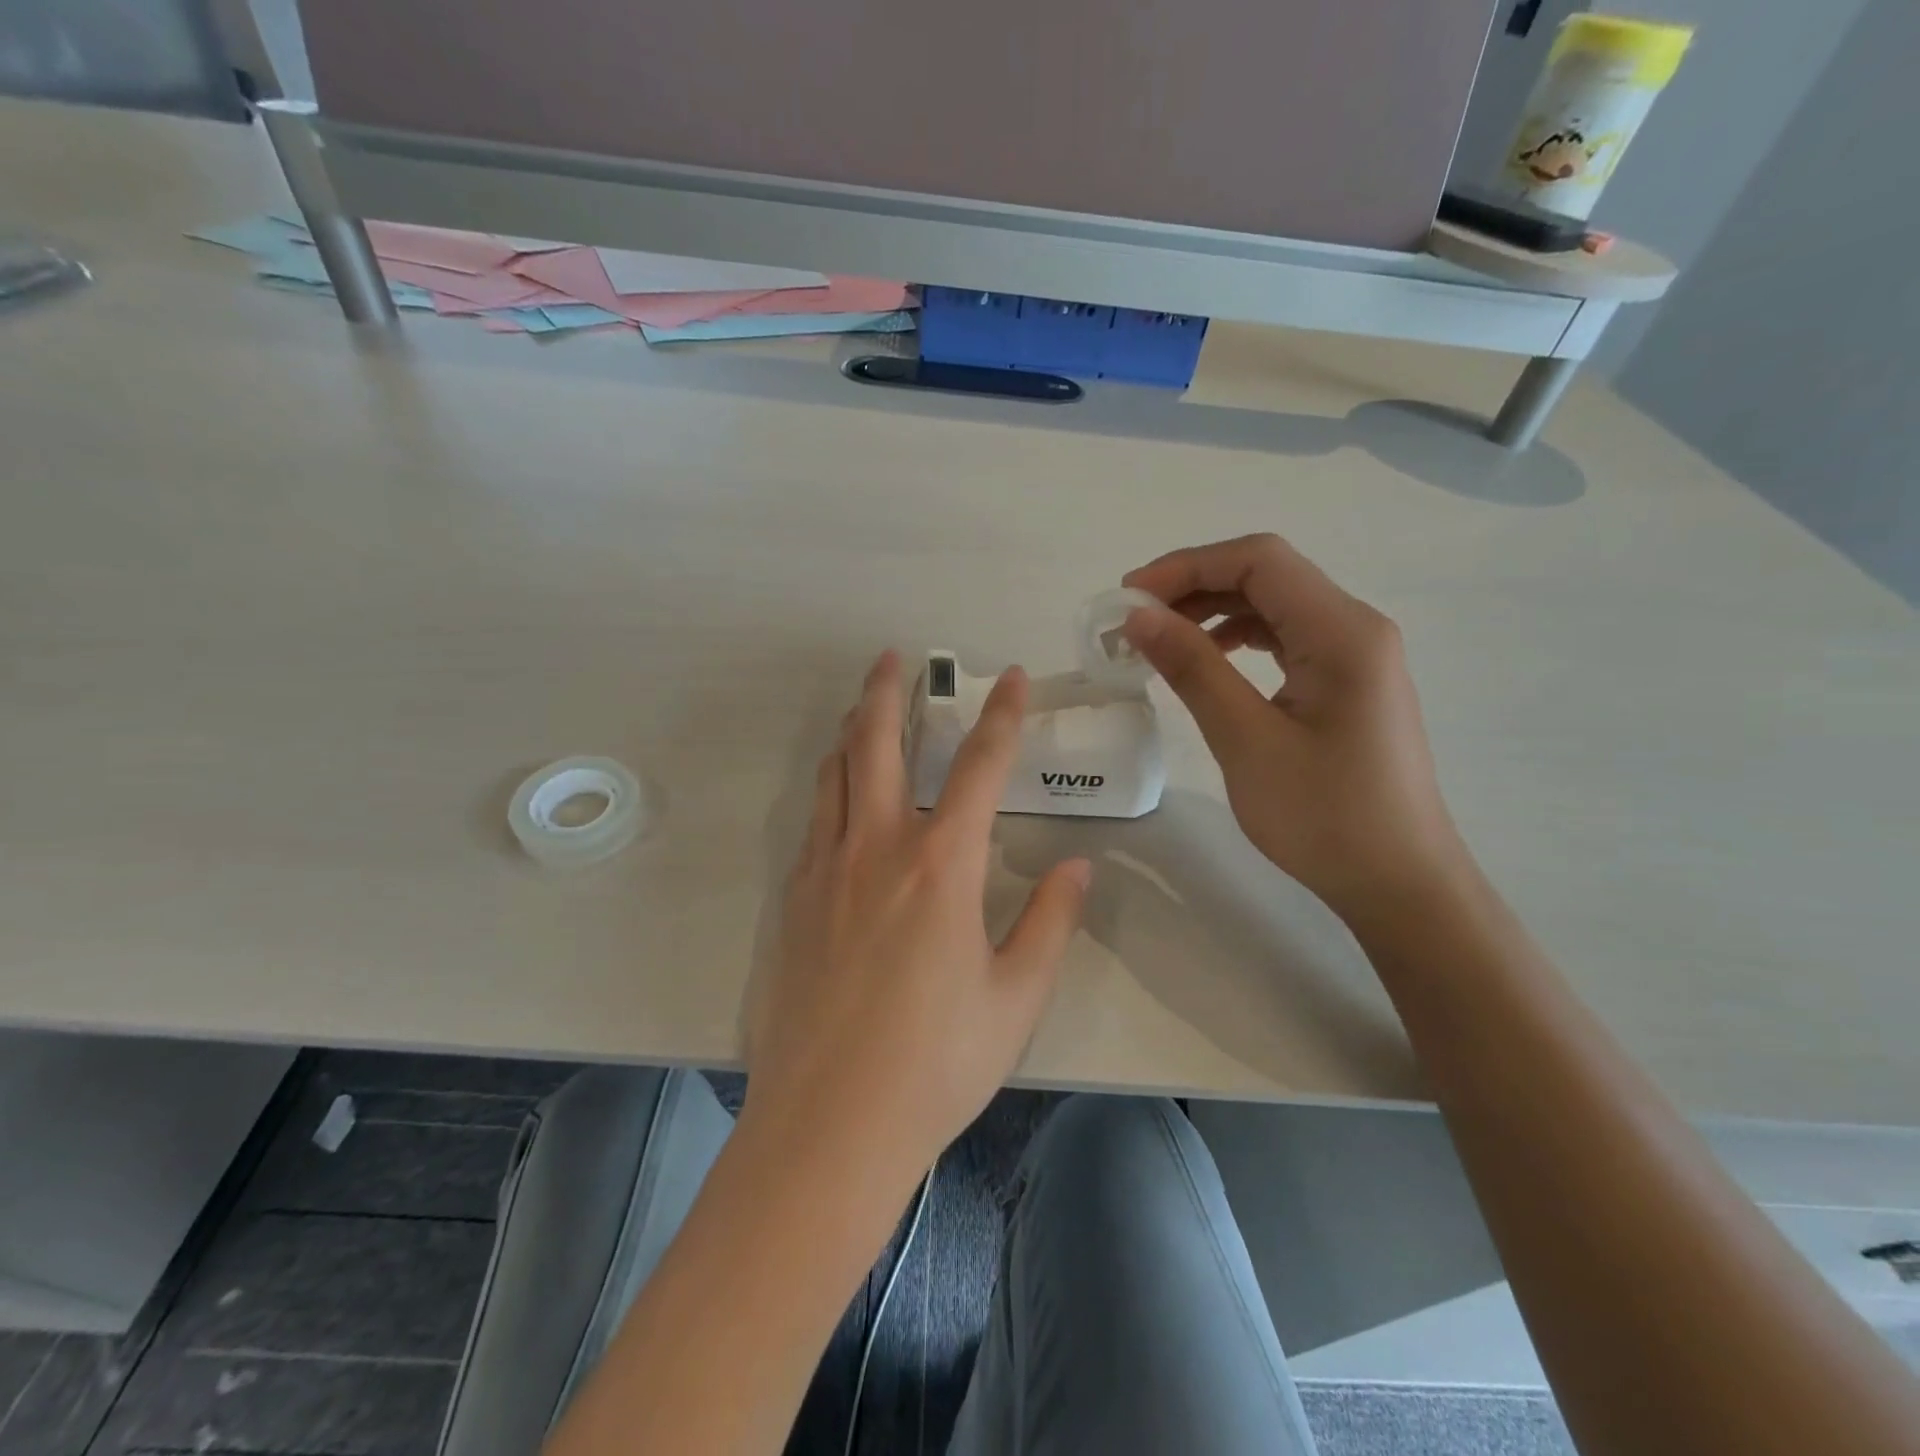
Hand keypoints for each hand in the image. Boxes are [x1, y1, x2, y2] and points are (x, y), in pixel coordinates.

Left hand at [743, 651, 1089, 1182]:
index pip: (979, 766)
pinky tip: (839, 795)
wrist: (829, 1124)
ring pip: (834, 774)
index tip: (1013, 677)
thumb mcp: (1015, 997)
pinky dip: (830, 787)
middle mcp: (877, 849)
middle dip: (889, 692)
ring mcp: (825, 870)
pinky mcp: (793, 900)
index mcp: (941, 865)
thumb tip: (1078, 867)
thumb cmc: (935, 1063)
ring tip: (862, 708)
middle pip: (877, 743)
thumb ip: (1049, 922)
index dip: (1003, 715)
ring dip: (851, 731)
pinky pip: (814, 820)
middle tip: (896, 657)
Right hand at [1122, 534, 1466, 920]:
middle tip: (1134, 622)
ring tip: (1159, 641)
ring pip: (1274, 605)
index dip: (1186, 566)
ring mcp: (1356, 654)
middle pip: (1267, 575)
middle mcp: (1355, 627)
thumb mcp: (1246, 740)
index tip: (1129, 598)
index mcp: (1341, 631)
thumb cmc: (1324, 816)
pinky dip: (1238, 638)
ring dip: (1213, 611)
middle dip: (1194, 586)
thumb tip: (1139, 616)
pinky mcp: (1347, 682)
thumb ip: (1193, 669)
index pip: (1259, 561)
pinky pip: (1286, 638)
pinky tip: (1206, 661)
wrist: (1398, 882)